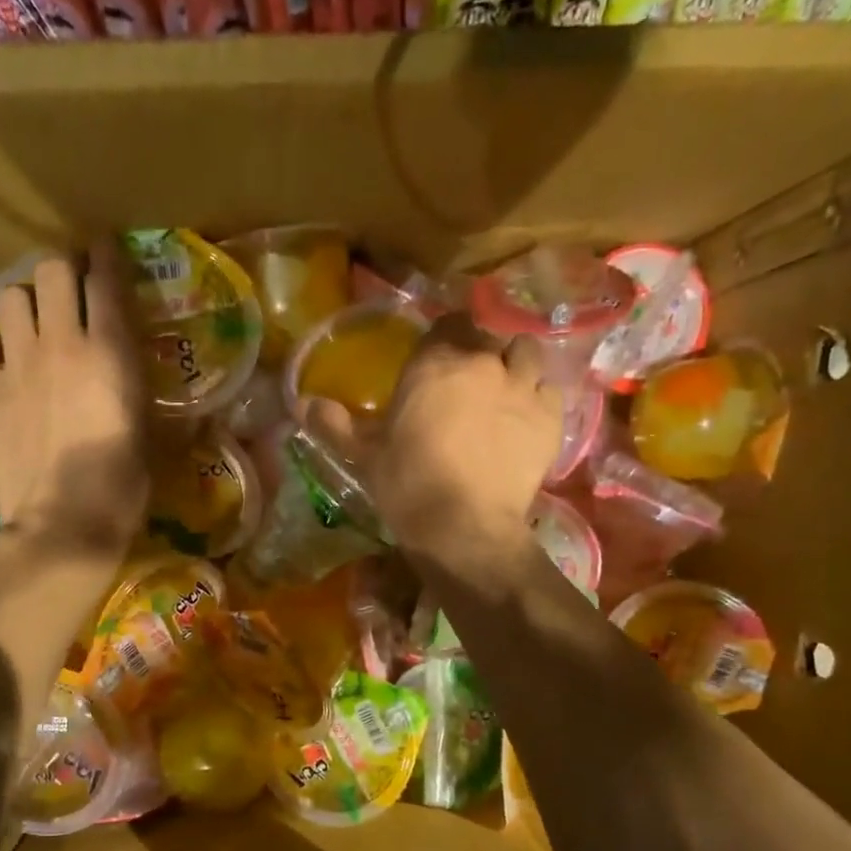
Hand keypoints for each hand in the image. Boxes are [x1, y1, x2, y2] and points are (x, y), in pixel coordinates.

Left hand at [0, 243, 149, 563]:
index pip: (106, 279)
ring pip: (8, 296)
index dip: (106, 256)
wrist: (65, 522)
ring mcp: (17, 363)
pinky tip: (0, 363)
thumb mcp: (155, 440)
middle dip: (61, 271)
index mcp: (111, 352)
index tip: (105, 249)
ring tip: (32, 326)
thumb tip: (185, 408)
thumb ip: (152, 403)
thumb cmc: (123, 486)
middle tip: (69, 291)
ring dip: (23, 303)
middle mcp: (62, 342)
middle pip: (50, 268)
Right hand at [302, 313, 562, 557]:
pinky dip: (539, 399)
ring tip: (505, 393)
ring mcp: (521, 387)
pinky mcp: (550, 417)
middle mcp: (482, 362)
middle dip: (479, 352)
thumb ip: (335, 424)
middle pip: (488, 336)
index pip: (447, 322)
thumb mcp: (365, 455)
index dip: (444, 338)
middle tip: (468, 384)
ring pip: (526, 353)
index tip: (437, 360)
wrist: (463, 527)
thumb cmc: (407, 485)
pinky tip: (527, 421)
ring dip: (515, 366)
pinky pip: (550, 390)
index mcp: (434, 363)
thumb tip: (299, 403)